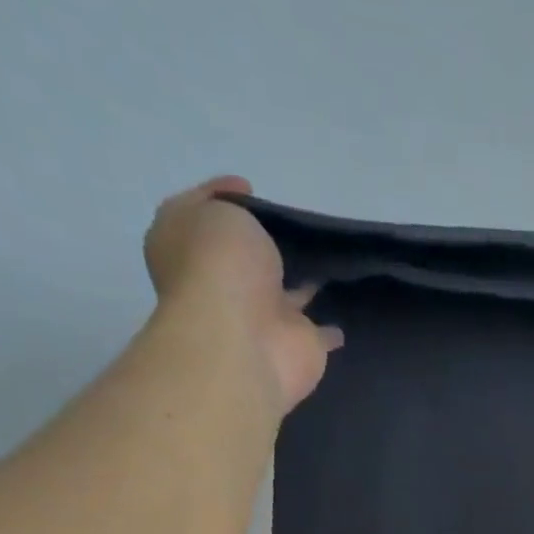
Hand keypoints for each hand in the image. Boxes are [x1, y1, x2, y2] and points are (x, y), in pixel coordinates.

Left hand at [143, 176, 343, 411]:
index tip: (251, 188)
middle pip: (248, 259)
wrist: (244, 341)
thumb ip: (234, 208)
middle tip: (297, 225)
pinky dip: (330, 328)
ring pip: (286, 295)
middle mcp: (223, 285)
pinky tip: (344, 311)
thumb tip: (252, 215)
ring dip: (303, 284)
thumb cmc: (220, 267)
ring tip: (330, 259)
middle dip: (267, 244)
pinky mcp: (299, 346)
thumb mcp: (219, 212)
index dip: (223, 198)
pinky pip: (320, 332)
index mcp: (189, 249)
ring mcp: (263, 319)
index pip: (203, 215)